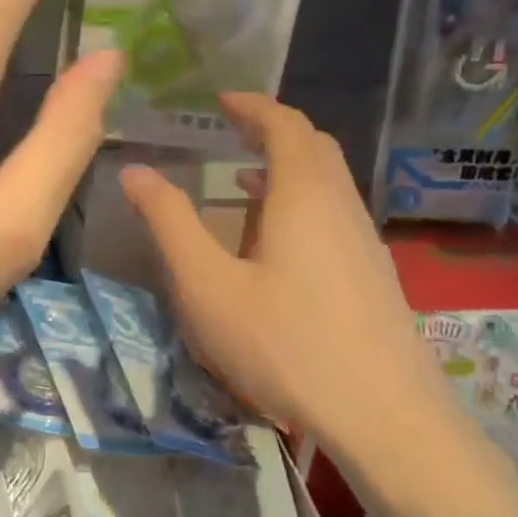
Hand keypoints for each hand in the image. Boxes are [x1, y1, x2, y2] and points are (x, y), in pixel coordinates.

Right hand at [119, 92, 465, 470]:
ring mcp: (365, 243)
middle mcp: (342, 206)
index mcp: (304, 195)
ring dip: (287, 171)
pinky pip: (335, 217)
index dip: (253, 105)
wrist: (383, 416)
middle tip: (231, 135)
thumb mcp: (208, 285)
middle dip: (272, 131)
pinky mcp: (373, 276)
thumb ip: (169, 223)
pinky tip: (275, 247)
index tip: (220, 99)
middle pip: (314, 148)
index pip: (285, 124)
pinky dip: (301, 205)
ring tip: (242, 188)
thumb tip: (134, 171)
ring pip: (328, 184)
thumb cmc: (285, 344)